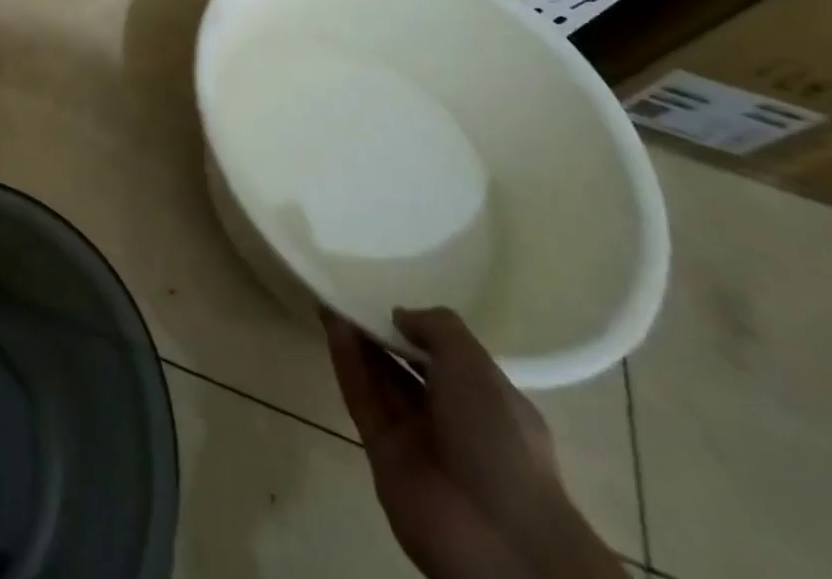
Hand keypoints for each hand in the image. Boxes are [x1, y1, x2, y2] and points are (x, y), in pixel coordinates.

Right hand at [324, 307, 622, 578]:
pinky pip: (362, 400)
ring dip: (358, 342)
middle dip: (382, 333)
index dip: (419, 330)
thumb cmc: (498, 438)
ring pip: (380, 381)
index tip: (389, 302)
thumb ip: (436, 327)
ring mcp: (416, 439)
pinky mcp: (383, 454)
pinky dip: (347, 363)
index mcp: (487, 402)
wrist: (496, 537)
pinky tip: (333, 326)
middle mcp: (452, 420)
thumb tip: (400, 316)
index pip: (448, 359)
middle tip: (351, 295)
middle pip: (407, 368)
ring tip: (333, 301)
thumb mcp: (475, 364)